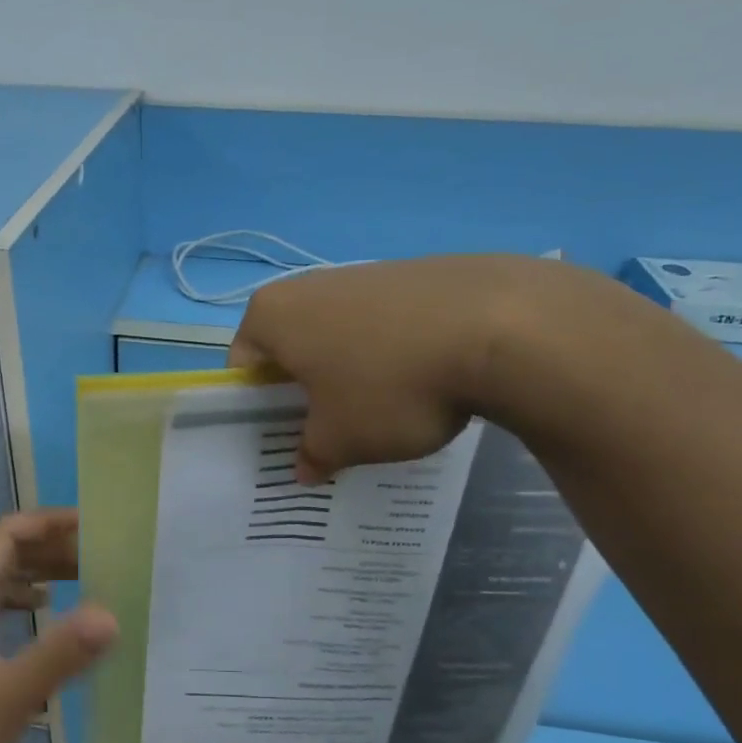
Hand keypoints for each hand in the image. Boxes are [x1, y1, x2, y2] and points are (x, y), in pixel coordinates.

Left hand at [0, 510, 115, 742]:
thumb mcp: (10, 696)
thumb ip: (60, 654)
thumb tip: (111, 615)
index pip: (4, 535)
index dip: (46, 522)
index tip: (90, 524)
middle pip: (1, 554)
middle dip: (48, 547)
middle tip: (98, 553)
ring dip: (37, 573)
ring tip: (82, 577)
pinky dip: (22, 602)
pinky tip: (44, 615)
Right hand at [229, 255, 529, 480]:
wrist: (499, 327)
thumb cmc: (389, 385)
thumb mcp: (341, 440)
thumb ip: (312, 455)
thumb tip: (303, 468)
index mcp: (271, 315)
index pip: (242, 367)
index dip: (258, 410)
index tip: (287, 439)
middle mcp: (308, 285)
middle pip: (290, 348)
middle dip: (305, 392)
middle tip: (331, 432)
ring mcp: (363, 274)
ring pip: (338, 337)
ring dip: (348, 375)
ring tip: (383, 411)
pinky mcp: (411, 275)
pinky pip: (382, 325)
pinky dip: (389, 355)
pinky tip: (421, 382)